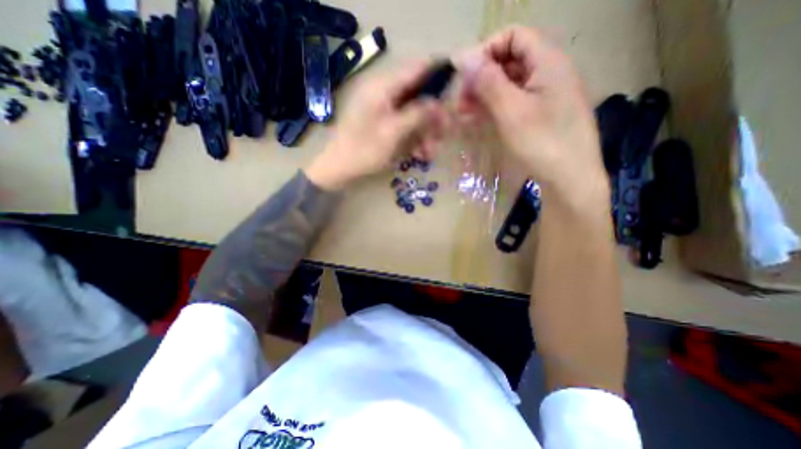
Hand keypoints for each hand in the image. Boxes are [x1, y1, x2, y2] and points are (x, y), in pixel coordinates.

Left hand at [306, 60, 448, 188]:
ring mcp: (382, 108)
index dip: (438, 72)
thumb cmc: (364, 150)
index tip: (455, 83)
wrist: (339, 167)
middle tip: (444, 133)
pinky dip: (413, 137)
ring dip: (424, 132)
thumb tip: (439, 102)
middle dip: (432, 115)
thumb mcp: (393, 133)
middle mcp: (384, 92)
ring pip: (413, 112)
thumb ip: (417, 114)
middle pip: (418, 95)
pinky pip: (404, 124)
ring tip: (429, 153)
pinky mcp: (382, 122)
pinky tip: (418, 154)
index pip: (416, 68)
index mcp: (383, 87)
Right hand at [457, 24, 606, 203]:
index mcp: (548, 62)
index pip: (514, 36)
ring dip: (486, 93)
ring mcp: (547, 95)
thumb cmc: (542, 143)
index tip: (466, 76)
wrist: (570, 178)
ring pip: (511, 83)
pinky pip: (516, 100)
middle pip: (511, 60)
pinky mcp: (542, 114)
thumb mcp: (511, 111)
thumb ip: (488, 82)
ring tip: (465, 112)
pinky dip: (496, 105)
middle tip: (461, 101)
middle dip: (482, 76)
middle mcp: (549, 72)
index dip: (487, 50)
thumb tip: (464, 56)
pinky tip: (482, 118)